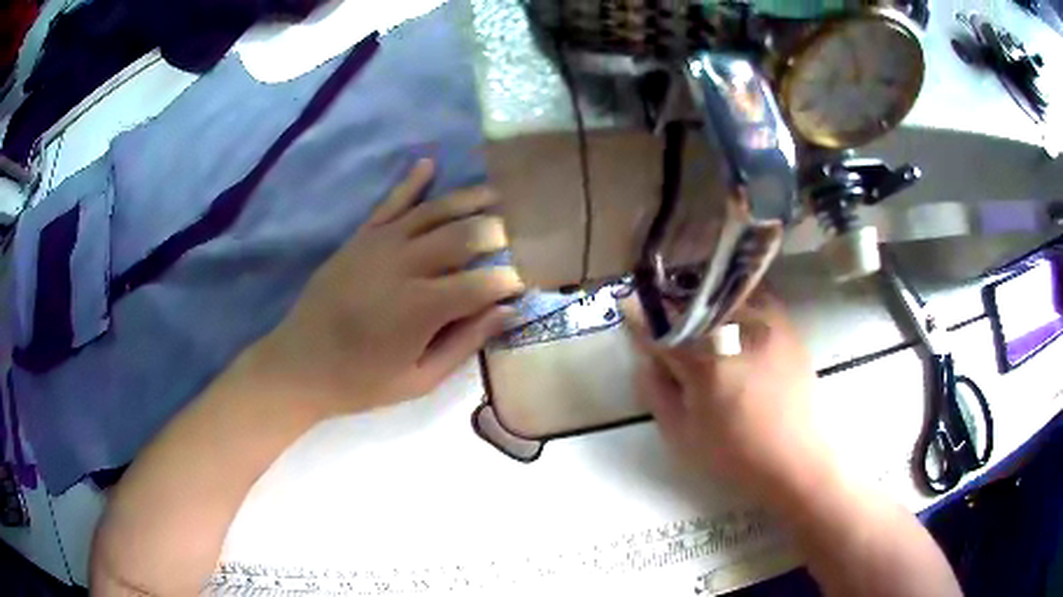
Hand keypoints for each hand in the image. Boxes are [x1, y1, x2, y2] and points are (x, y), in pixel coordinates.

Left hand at [254, 159, 523, 417]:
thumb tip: (507, 311)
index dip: (510, 281)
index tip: (523, 284)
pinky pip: (391, 201)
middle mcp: (405, 265)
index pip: (484, 282)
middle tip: (515, 239)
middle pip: (465, 235)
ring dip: (470, 199)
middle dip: (498, 233)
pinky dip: (412, 181)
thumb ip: (465, 343)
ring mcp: (380, 244)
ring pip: (435, 210)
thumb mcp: (419, 380)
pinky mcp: (361, 237)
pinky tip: (430, 162)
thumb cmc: (361, 381)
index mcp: (422, 308)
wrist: (299, 365)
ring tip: (496, 195)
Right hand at [623, 294, 824, 494]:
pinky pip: (757, 294)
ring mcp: (767, 325)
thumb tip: (647, 356)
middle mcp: (738, 334)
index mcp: (707, 367)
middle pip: (693, 302)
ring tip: (694, 302)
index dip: (640, 316)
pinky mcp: (787, 326)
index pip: (664, 330)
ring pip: (726, 290)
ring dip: (703, 294)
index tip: (626, 303)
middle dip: (670, 300)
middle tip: (659, 304)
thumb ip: (657, 391)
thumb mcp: (681, 435)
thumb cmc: (735, 456)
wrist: (796, 460)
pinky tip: (731, 308)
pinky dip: (737, 295)